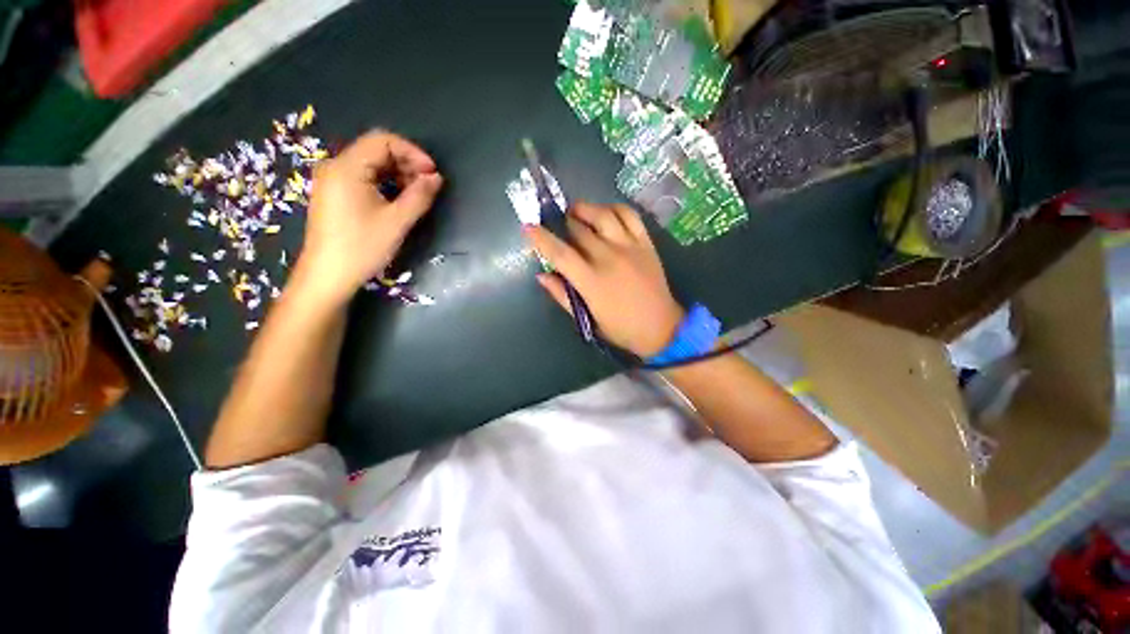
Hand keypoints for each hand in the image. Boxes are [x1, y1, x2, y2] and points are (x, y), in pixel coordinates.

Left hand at [293, 130, 442, 305]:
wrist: (328, 276)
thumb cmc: (362, 247)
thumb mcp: (397, 221)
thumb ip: (420, 195)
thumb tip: (436, 178)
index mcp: (347, 167)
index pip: (383, 140)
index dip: (413, 152)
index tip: (433, 174)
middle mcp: (336, 166)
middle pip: (377, 150)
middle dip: (407, 164)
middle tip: (428, 186)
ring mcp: (333, 181)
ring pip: (372, 165)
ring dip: (398, 175)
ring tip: (417, 195)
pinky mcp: (335, 195)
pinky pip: (364, 178)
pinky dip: (385, 184)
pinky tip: (399, 201)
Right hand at [526, 202, 684, 357]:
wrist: (661, 328)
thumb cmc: (620, 328)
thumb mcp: (587, 319)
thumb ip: (562, 296)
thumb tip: (542, 275)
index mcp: (592, 281)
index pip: (560, 253)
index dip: (541, 239)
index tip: (528, 227)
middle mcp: (609, 258)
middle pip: (579, 230)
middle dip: (563, 223)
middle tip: (558, 225)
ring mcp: (629, 248)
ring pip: (603, 215)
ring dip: (585, 209)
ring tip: (577, 212)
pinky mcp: (646, 244)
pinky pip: (630, 215)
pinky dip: (615, 208)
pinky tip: (606, 213)